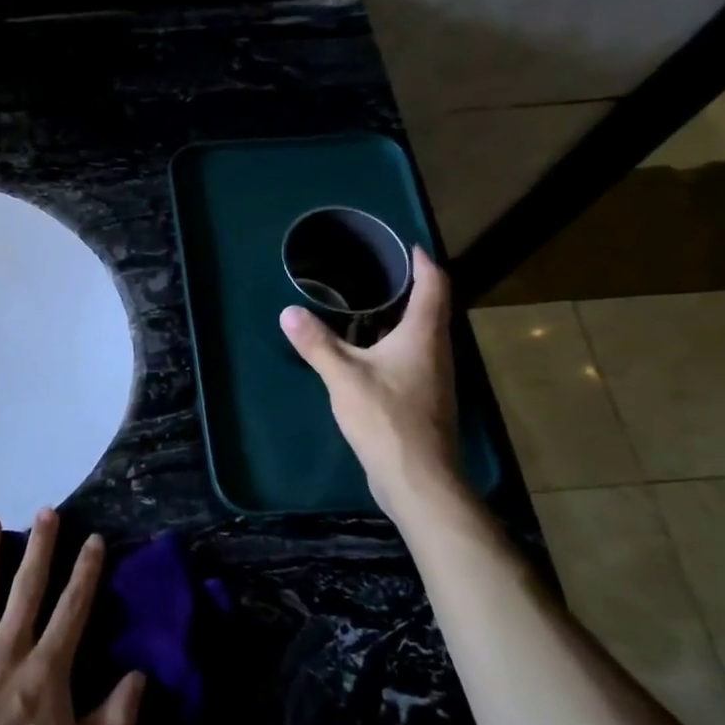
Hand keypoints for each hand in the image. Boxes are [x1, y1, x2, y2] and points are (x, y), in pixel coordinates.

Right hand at [280, 245, 462, 517]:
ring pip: (421, 335)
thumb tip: (289, 312)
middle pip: (431, 309)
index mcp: (423, 337)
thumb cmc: (386, 418)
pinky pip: (412, 357)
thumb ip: (317, 343)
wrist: (417, 478)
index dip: (423, 263)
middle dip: (410, 287)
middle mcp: (436, 351)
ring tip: (368, 305)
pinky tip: (367, 351)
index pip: (434, 286)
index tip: (408, 246)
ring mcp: (433, 377)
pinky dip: (393, 343)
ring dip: (401, 317)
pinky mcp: (424, 399)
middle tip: (377, 271)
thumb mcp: (343, 377)